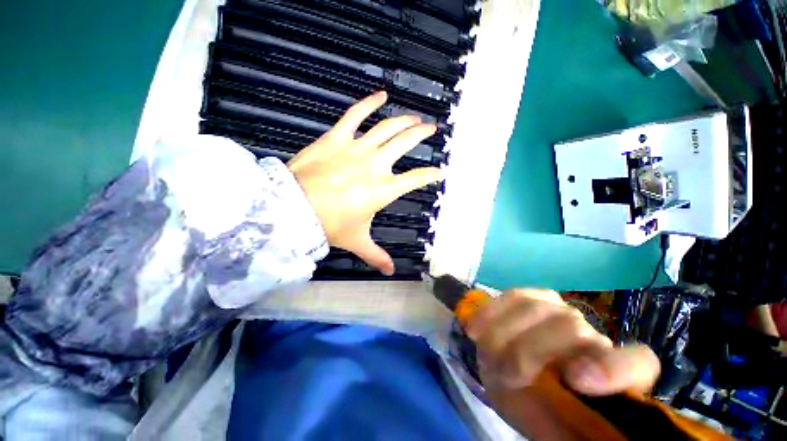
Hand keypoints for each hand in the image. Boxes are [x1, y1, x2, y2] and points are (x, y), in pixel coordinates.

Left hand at [288, 91, 440, 274]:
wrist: (294, 210)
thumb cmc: (330, 225)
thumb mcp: (357, 240)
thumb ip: (376, 255)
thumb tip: (390, 271)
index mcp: (383, 189)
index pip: (415, 179)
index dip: (429, 174)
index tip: (439, 171)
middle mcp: (375, 165)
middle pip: (405, 143)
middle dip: (421, 135)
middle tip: (431, 128)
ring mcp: (356, 148)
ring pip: (387, 127)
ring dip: (403, 120)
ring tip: (414, 117)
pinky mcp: (336, 138)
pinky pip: (355, 115)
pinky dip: (369, 102)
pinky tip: (382, 95)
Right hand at [466, 289, 659, 437]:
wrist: (523, 383)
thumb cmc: (546, 411)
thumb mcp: (557, 427)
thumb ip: (569, 422)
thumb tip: (571, 404)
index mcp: (616, 373)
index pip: (636, 362)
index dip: (610, 368)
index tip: (576, 381)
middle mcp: (590, 335)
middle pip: (569, 326)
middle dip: (530, 350)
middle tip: (505, 375)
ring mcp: (559, 311)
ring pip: (536, 307)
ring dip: (505, 332)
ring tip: (486, 351)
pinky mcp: (530, 297)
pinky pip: (512, 296)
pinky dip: (491, 312)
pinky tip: (476, 328)